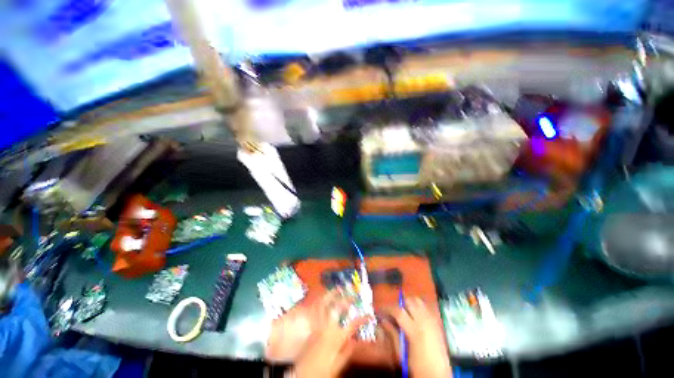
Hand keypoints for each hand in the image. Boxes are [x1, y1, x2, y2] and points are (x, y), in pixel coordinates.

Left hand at [293, 291, 365, 377]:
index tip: (369, 315)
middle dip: (347, 299)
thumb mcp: (337, 366)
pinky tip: (322, 296)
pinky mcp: (311, 325)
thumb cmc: (321, 371)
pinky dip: (319, 301)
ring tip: (338, 288)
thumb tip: (354, 340)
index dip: (362, 319)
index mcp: (336, 338)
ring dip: (332, 295)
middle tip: (353, 295)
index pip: (353, 325)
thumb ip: (347, 352)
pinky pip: (314, 310)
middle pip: (338, 308)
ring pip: (325, 305)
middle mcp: (327, 327)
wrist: (301, 373)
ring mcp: (318, 324)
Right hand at [384, 297, 451, 377]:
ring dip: (409, 304)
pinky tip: (415, 316)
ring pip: (419, 301)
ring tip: (404, 313)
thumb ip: (392, 335)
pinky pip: (426, 308)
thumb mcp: (402, 354)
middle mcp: (424, 322)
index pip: (398, 311)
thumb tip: (383, 321)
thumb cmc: (417, 368)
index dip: (388, 308)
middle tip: (393, 313)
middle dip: (399, 305)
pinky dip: (419, 307)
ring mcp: (432, 321)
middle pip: (409, 302)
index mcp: (415, 331)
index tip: (380, 310)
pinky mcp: (437, 324)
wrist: (438, 376)